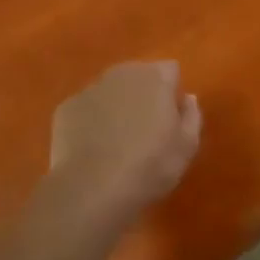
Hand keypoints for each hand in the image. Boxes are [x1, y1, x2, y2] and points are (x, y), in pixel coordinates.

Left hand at [46, 61, 201, 231]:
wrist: (91, 189)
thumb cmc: (149, 166)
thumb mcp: (186, 147)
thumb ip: (192, 116)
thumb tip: (187, 98)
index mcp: (155, 77)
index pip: (170, 71)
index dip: (172, 92)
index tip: (170, 119)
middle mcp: (122, 73)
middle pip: (138, 76)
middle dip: (143, 95)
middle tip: (144, 131)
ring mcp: (91, 88)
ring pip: (110, 91)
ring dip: (116, 106)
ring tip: (116, 143)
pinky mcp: (67, 107)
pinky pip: (86, 109)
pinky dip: (91, 122)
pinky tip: (92, 150)